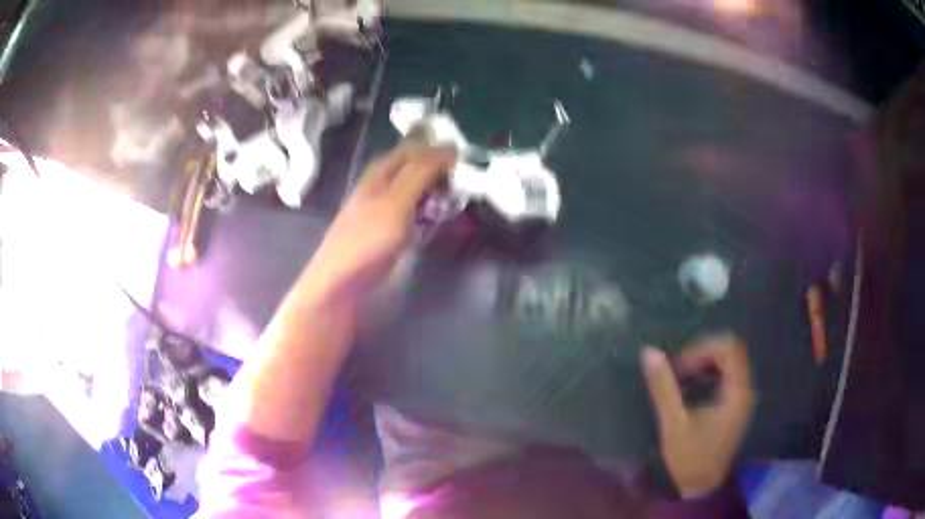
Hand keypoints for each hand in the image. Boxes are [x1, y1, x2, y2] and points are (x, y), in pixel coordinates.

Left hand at [303, 145, 456, 297]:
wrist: (343, 286)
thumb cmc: (366, 241)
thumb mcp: (395, 201)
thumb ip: (420, 173)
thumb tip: (449, 149)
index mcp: (380, 172)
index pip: (414, 149)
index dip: (438, 150)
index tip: (468, 159)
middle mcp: (383, 186)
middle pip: (417, 169)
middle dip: (442, 170)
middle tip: (469, 180)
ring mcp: (387, 211)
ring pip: (419, 191)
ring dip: (439, 191)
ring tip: (462, 197)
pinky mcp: (392, 233)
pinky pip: (418, 213)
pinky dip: (433, 211)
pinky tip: (445, 218)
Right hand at [641, 336, 755, 497]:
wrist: (701, 487)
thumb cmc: (690, 458)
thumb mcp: (673, 424)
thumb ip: (663, 387)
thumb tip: (649, 352)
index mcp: (737, 392)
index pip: (730, 348)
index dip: (703, 348)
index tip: (679, 365)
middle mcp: (745, 389)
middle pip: (730, 351)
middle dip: (701, 353)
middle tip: (677, 370)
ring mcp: (741, 396)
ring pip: (727, 362)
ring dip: (703, 362)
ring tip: (680, 377)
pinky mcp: (734, 404)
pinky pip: (725, 375)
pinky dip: (707, 373)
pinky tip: (689, 387)